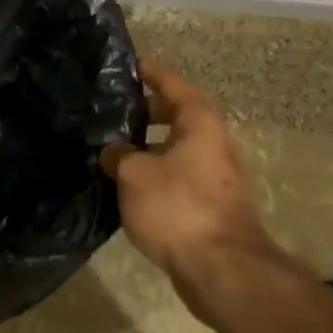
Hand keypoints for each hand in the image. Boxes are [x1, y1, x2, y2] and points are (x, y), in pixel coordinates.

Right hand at [102, 60, 268, 275]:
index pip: (173, 85)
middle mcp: (211, 144)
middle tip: (113, 108)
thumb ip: (118, 154)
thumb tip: (113, 151)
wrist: (221, 269)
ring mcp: (213, 177)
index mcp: (198, 125)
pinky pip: (175, 175)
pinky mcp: (208, 205)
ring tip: (111, 147)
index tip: (130, 63)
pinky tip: (126, 183)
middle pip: (177, 116)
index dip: (151, 73)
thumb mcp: (133, 173)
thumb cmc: (177, 206)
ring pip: (175, 148)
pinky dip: (153, 171)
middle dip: (146, 110)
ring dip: (147, 145)